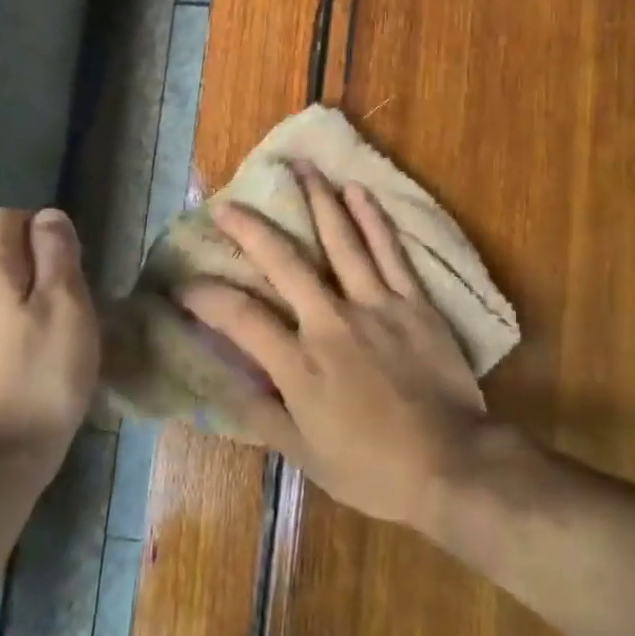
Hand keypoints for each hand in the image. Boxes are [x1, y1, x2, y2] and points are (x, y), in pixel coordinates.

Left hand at [0, 208, 99, 467]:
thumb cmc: (39, 377)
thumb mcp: (68, 306)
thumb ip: (58, 252)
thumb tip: (47, 217)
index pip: (9, 218)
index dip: (44, 233)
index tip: (70, 272)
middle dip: (35, 267)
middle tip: (69, 310)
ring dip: (21, 300)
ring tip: (49, 340)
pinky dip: (3, 327)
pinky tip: (24, 362)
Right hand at [177, 166, 486, 527]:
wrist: (451, 465)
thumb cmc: (373, 468)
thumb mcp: (304, 454)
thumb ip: (260, 413)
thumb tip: (219, 381)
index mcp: (300, 365)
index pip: (239, 318)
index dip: (205, 297)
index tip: (182, 284)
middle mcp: (331, 323)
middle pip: (284, 262)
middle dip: (251, 229)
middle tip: (227, 204)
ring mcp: (375, 306)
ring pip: (340, 241)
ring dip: (317, 200)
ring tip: (299, 167)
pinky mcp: (413, 301)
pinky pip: (390, 251)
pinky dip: (373, 218)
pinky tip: (357, 190)